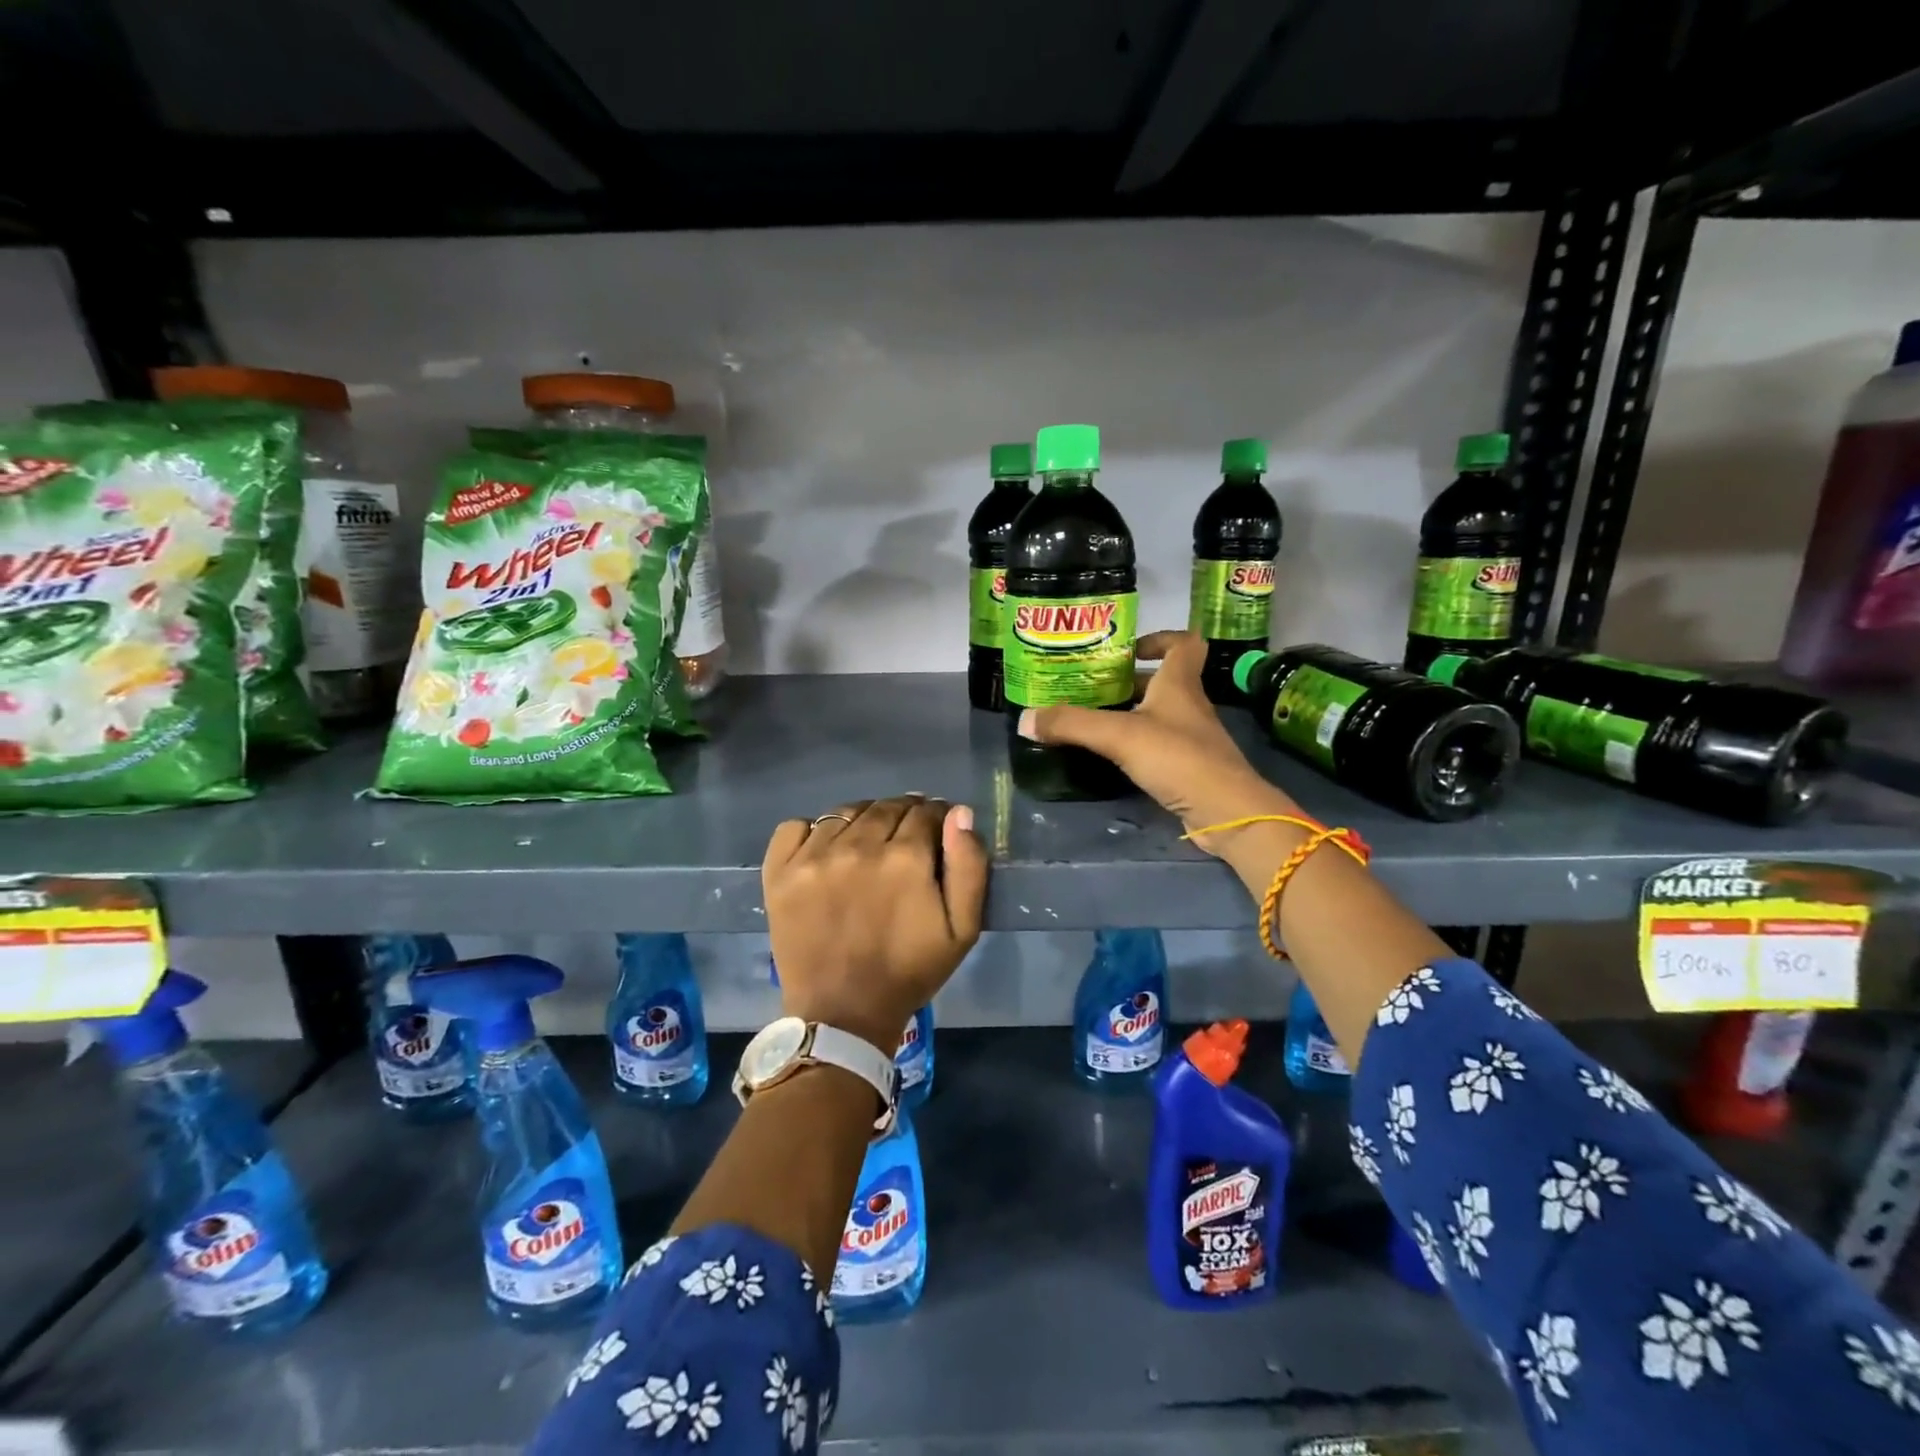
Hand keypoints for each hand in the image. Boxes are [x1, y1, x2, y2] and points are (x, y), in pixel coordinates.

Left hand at [763, 796, 987, 1055]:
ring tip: (868, 845)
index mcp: (906, 858)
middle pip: (886, 807)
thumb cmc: (909, 972)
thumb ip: (969, 866)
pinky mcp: (780, 871)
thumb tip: (959, 813)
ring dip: (863, 820)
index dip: (936, 818)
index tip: (936, 833)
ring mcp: (813, 856)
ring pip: (846, 812)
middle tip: (905, 841)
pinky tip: (826, 851)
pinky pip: (796, 826)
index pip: (925, 812)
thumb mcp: (962, 929)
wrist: (842, 1014)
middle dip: (903, 816)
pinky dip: (813, 830)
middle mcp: (858, 846)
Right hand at [1017, 630, 1297, 852]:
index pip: (1182, 643)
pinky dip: (1135, 744)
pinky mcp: (1189, 767)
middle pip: (1162, 681)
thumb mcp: (1119, 735)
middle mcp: (1188, 705)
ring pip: (1158, 714)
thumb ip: (1072, 724)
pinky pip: (1158, 745)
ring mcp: (1191, 738)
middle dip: (1127, 681)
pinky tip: (1109, 755)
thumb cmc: (1178, 758)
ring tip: (1090, 720)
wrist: (1226, 812)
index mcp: (1180, 684)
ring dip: (1129, 714)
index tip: (1126, 649)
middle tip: (1089, 688)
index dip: (1158, 638)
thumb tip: (1024, 719)